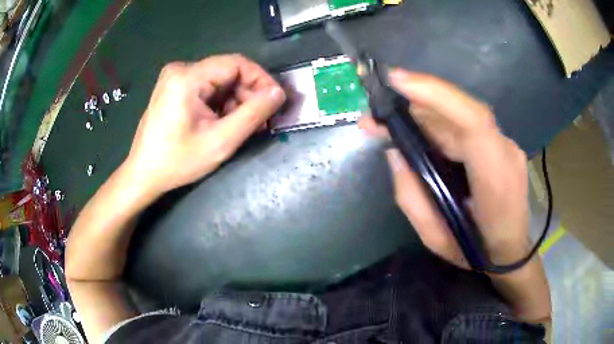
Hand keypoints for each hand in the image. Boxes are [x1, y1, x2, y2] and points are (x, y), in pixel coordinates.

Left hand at [125, 54, 285, 195]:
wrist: (143, 174)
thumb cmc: (177, 161)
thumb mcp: (220, 141)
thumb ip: (253, 114)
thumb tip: (278, 93)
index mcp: (187, 77)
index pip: (237, 63)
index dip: (261, 79)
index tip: (275, 102)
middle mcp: (180, 69)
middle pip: (228, 72)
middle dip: (248, 95)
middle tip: (260, 121)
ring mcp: (175, 78)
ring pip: (219, 81)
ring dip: (235, 101)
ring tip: (243, 126)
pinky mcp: (174, 88)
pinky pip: (207, 88)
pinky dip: (220, 103)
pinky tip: (223, 122)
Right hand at [359, 69, 529, 268]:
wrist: (511, 253)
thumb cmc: (476, 252)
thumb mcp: (435, 239)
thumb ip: (412, 197)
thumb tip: (395, 153)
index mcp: (495, 180)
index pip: (473, 122)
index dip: (436, 94)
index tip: (396, 80)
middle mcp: (505, 152)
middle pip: (461, 112)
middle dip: (415, 103)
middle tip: (375, 114)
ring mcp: (507, 145)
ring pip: (461, 115)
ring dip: (423, 112)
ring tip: (387, 122)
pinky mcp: (501, 145)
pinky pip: (467, 124)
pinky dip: (439, 121)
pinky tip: (417, 129)